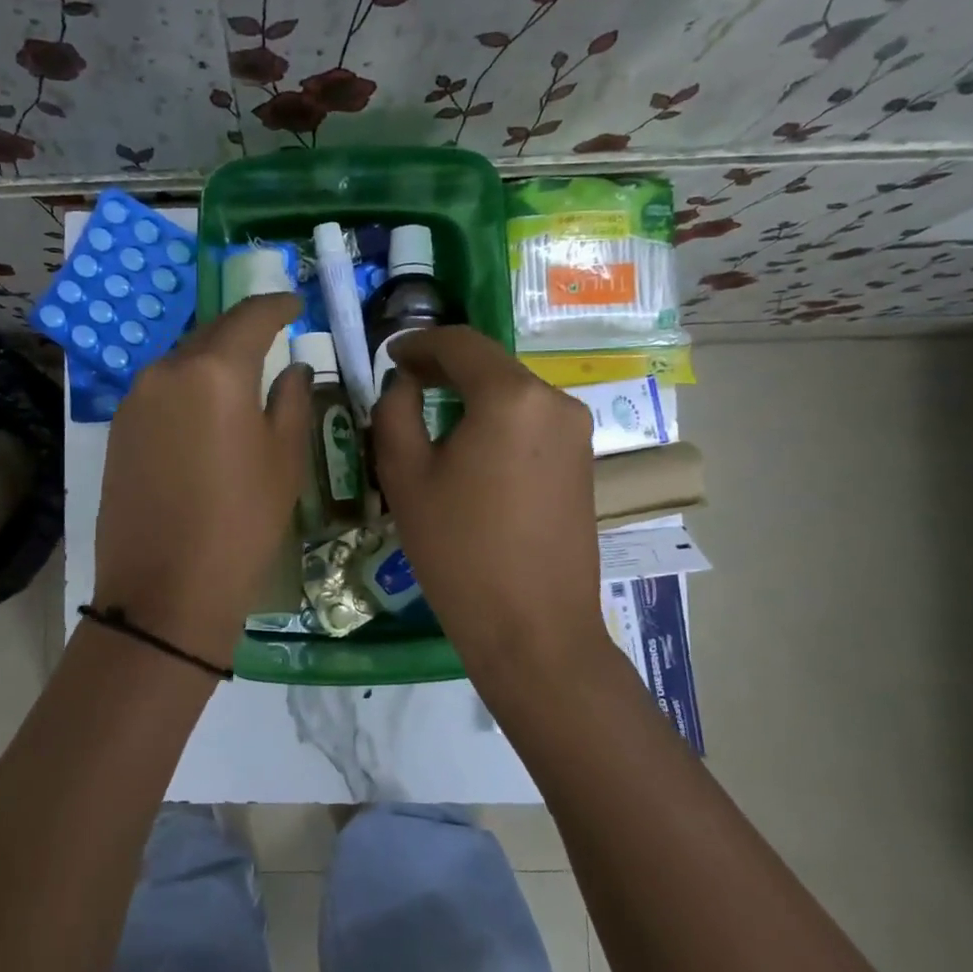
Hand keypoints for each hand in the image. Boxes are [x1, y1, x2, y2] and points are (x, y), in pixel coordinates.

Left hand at [94, 294, 311, 668]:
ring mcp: (134, 400)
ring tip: (240, 375)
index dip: (277, 305)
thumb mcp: (284, 461)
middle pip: (210, 334)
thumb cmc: (241, 523)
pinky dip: (187, 389)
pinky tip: (204, 412)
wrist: (164, 590)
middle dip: (242, 329)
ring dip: (212, 361)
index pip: (250, 317)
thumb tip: (291, 369)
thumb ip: (291, 401)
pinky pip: (160, 392)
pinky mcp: (117, 430)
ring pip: (181, 362)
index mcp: (214, 370)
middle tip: (272, 334)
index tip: (295, 303)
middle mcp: (166, 371)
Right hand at [372, 326, 604, 685]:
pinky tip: (470, 452)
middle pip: (491, 366)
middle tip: (403, 386)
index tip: (389, 356)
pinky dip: (496, 423)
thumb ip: (395, 412)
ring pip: (512, 395)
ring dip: (470, 397)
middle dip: (444, 369)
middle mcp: (554, 401)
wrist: (533, 629)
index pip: (461, 343)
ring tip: (431, 422)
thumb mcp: (406, 477)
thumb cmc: (459, 551)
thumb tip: (404, 384)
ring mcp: (576, 433)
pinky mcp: (583, 463)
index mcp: (511, 396)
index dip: (419, 342)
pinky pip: (531, 424)